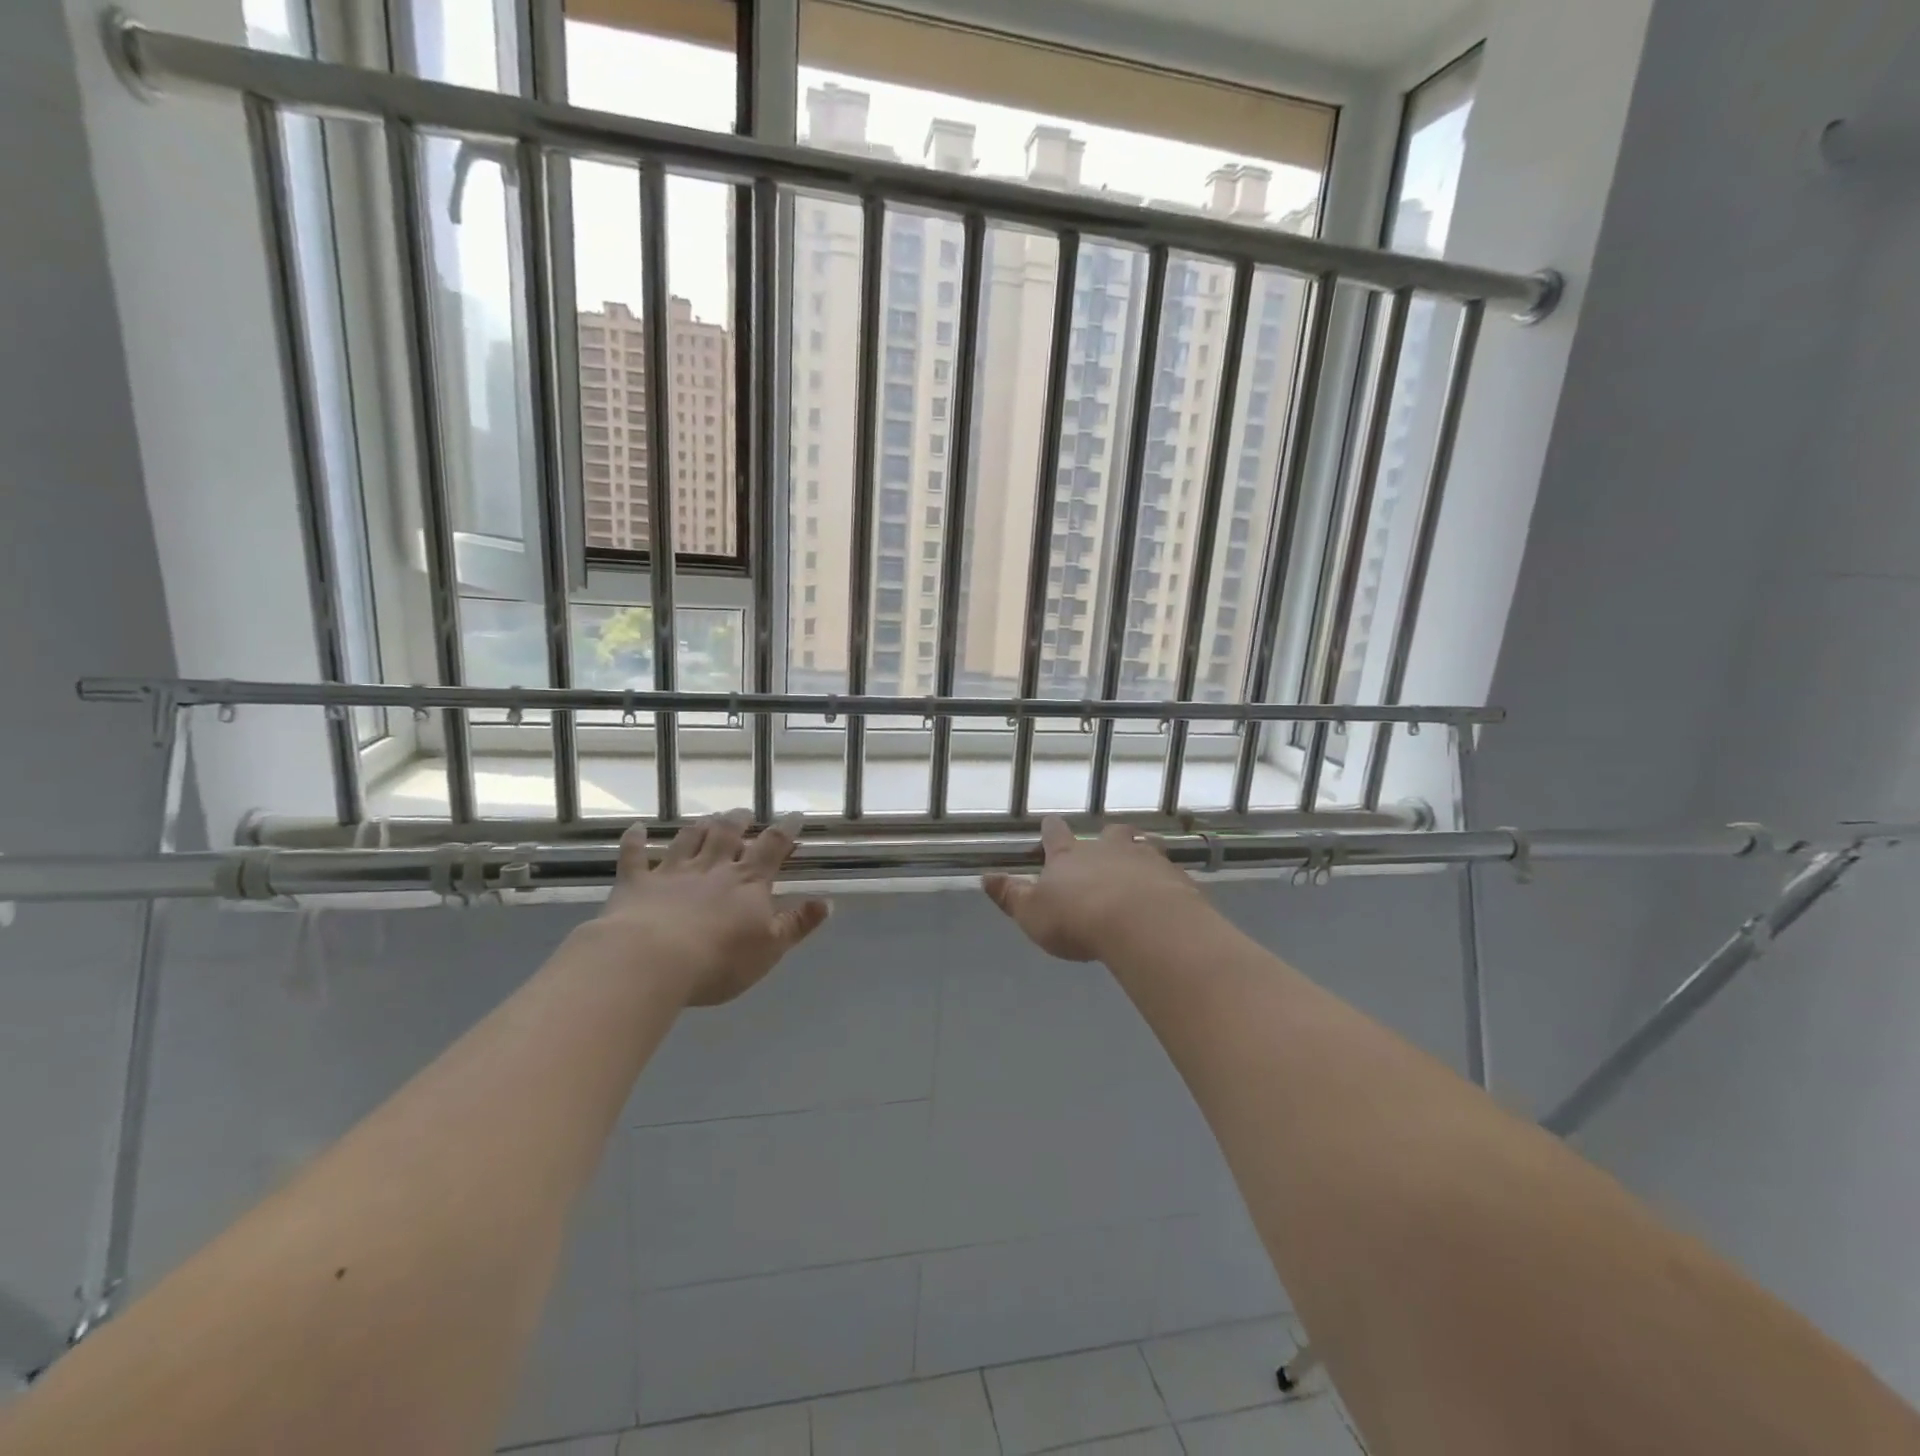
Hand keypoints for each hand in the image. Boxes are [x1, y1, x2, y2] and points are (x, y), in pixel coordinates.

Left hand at [596, 810, 830, 1005]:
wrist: (651, 961)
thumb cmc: (719, 960)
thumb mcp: (770, 948)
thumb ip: (797, 924)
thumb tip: (827, 902)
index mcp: (747, 882)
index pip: (772, 847)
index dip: (785, 829)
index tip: (794, 815)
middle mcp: (712, 867)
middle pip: (727, 834)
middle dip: (738, 820)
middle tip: (743, 812)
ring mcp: (672, 872)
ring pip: (689, 839)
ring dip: (699, 826)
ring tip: (707, 818)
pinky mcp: (636, 883)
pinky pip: (634, 856)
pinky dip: (635, 840)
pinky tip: (637, 828)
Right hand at [983, 817, 1204, 961]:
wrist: (1141, 923)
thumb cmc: (1078, 919)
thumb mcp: (1033, 914)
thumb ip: (1011, 896)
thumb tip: (985, 877)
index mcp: (1069, 857)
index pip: (1056, 835)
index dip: (1051, 830)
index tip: (1050, 824)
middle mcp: (1106, 850)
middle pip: (1108, 833)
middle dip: (1106, 837)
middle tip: (1107, 842)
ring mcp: (1143, 859)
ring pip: (1142, 844)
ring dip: (1139, 850)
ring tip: (1140, 860)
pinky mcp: (1174, 876)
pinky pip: (1169, 869)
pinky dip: (1165, 876)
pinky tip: (1167, 891)